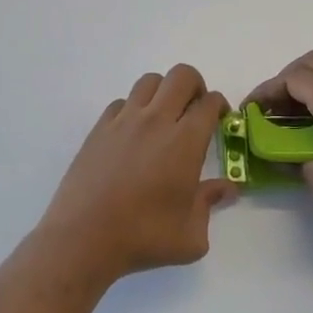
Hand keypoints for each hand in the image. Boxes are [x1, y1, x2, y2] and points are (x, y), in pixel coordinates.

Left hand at [36, 65, 235, 284]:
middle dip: (196, 87)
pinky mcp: (100, 128)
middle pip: (181, 76)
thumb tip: (228, 188)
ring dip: (164, 92)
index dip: (220, 106)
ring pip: (150, 81)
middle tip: (195, 110)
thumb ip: (210, 203)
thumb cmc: (143, 237)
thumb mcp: (190, 235)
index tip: (220, 120)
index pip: (210, 103)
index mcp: (185, 142)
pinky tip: (133, 133)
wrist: (84, 237)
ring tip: (164, 117)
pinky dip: (133, 108)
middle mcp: (157, 120)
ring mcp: (125, 120)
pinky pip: (121, 102)